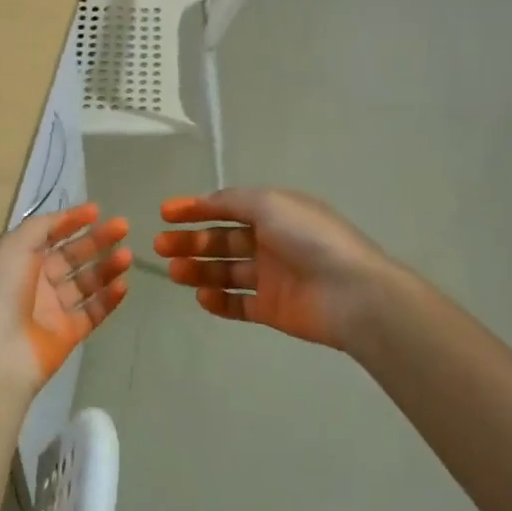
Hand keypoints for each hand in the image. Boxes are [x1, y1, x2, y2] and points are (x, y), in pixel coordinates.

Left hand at [0, 204, 131, 394]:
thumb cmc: (1, 292)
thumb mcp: (13, 246)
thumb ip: (41, 227)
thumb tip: (63, 218)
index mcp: (16, 259)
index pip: (48, 234)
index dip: (71, 221)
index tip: (97, 210)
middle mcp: (34, 281)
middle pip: (72, 255)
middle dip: (97, 240)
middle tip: (123, 227)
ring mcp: (52, 309)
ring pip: (86, 282)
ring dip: (107, 267)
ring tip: (128, 256)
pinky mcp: (68, 334)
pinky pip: (93, 311)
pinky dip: (109, 298)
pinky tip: (124, 284)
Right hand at [154, 188, 400, 351]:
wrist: (352, 293)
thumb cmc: (308, 238)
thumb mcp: (269, 203)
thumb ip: (232, 201)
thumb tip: (205, 201)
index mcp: (273, 212)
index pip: (226, 207)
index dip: (195, 208)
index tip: (164, 214)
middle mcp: (271, 242)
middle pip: (221, 240)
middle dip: (190, 241)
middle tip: (160, 246)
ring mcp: (272, 277)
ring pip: (225, 272)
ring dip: (198, 269)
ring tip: (174, 272)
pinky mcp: (273, 309)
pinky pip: (239, 304)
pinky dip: (219, 301)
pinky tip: (201, 297)